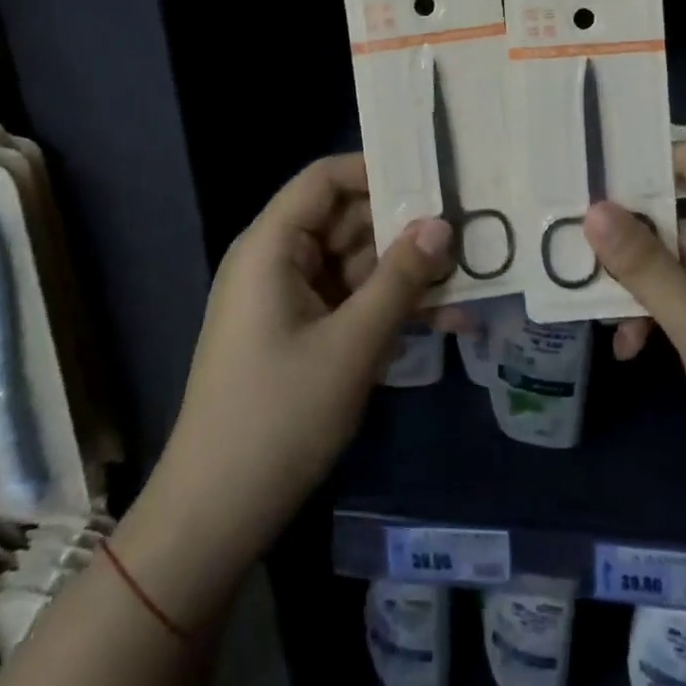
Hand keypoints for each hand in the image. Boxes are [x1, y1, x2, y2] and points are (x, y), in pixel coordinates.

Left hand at [152, 154, 453, 566]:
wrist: (215, 516)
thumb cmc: (278, 417)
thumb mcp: (351, 346)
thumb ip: (399, 280)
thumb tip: (441, 224)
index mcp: (271, 245)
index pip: (324, 179)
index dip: (375, 169)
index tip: (432, 176)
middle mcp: (276, 261)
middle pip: (345, 221)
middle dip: (404, 229)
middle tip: (467, 231)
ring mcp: (288, 299)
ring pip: (355, 265)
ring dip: (406, 275)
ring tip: (470, 279)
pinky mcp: (299, 334)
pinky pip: (349, 303)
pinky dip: (389, 309)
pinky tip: (446, 323)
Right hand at [585, 143, 685, 579]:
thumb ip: (645, 265)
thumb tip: (593, 209)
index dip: (671, 157)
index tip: (611, 169)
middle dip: (637, 238)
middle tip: (578, 240)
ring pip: (684, 268)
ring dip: (642, 286)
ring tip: (596, 305)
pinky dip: (660, 317)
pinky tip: (628, 347)